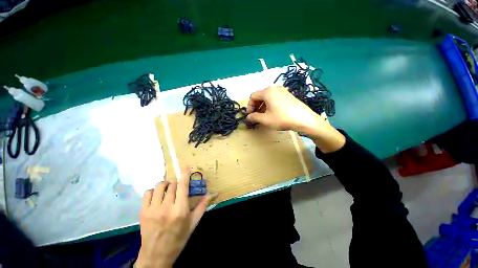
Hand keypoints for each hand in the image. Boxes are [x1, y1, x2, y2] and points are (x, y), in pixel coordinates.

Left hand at [136, 168, 212, 267]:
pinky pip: (148, 193)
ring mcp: (153, 209)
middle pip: (172, 185)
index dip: (185, 174)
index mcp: (180, 210)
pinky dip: (154, 191)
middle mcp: (166, 207)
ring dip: (166, 185)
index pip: (183, 186)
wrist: (156, 255)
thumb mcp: (193, 223)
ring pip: (160, 186)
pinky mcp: (143, 212)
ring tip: (169, 190)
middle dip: (177, 183)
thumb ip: (202, 206)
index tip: (187, 166)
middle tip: (179, 188)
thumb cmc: (178, 238)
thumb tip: (212, 194)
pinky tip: (158, 196)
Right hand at [246, 86, 325, 132]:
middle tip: (255, 115)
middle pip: (260, 96)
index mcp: (267, 92)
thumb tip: (248, 117)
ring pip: (268, 97)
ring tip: (263, 116)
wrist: (304, 119)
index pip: (253, 96)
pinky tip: (272, 113)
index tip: (250, 115)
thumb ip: (254, 117)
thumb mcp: (265, 119)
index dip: (249, 106)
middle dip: (256, 106)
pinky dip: (270, 105)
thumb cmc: (282, 118)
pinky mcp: (288, 95)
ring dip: (262, 106)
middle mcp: (274, 88)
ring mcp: (282, 91)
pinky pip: (275, 98)